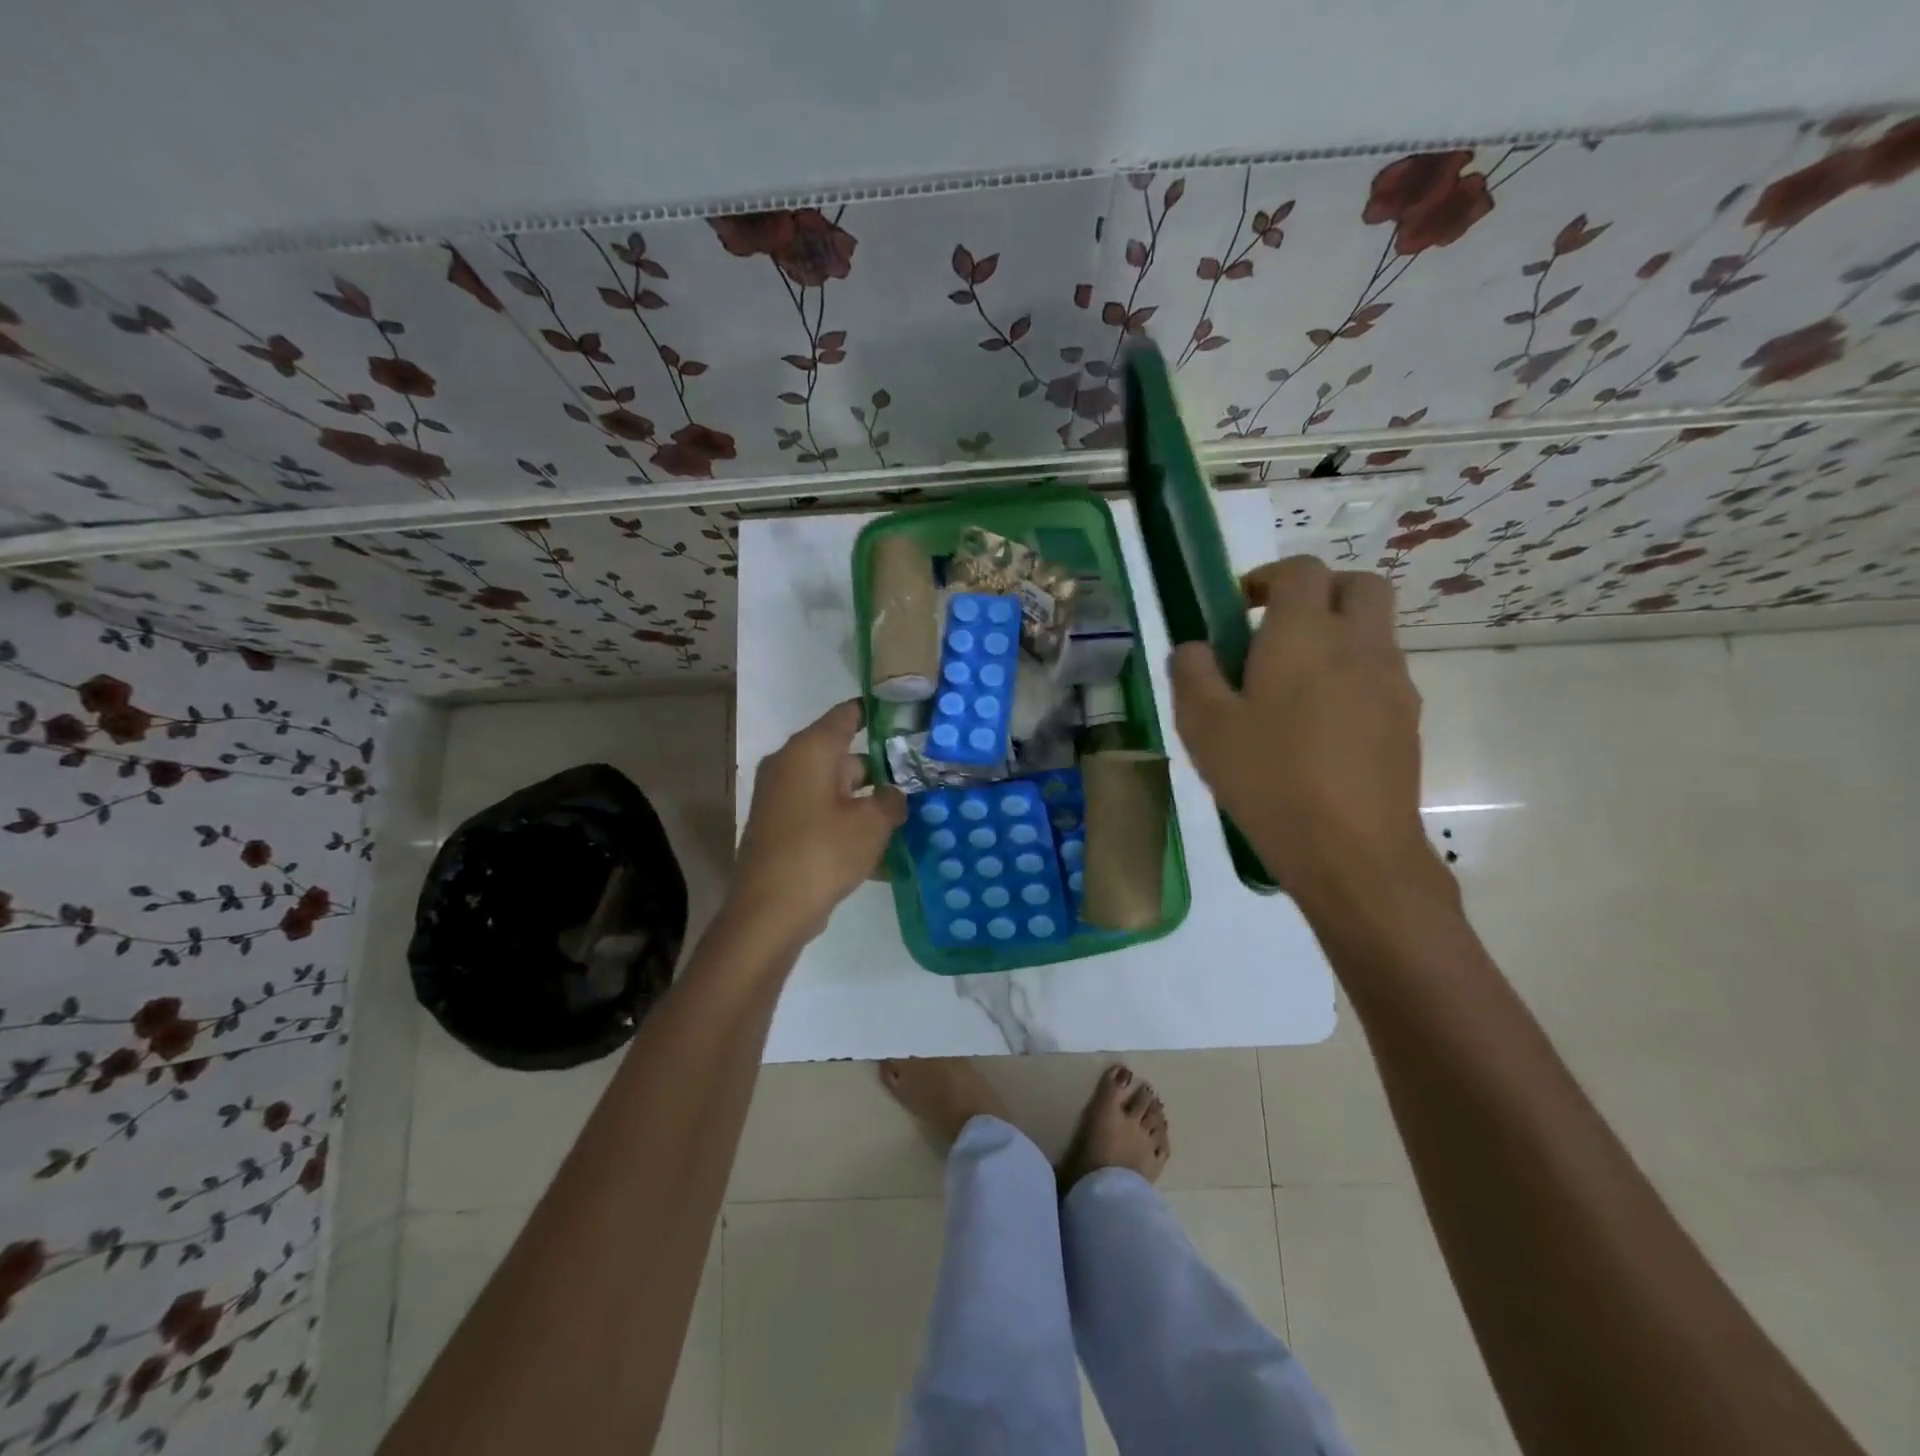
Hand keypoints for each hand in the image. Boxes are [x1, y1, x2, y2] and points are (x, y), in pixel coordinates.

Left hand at [730, 700, 906, 943]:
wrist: (769, 911)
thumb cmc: (823, 853)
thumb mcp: (871, 824)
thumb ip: (890, 800)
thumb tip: (892, 794)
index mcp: (810, 750)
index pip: (848, 714)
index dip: (878, 713)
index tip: (908, 719)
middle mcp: (789, 764)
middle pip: (842, 752)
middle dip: (879, 766)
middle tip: (917, 776)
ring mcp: (780, 796)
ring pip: (832, 786)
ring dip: (863, 797)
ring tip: (903, 812)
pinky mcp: (778, 825)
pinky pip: (819, 811)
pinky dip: (844, 819)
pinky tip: (874, 842)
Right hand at [1170, 557, 1441, 905]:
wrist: (1352, 850)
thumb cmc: (1269, 778)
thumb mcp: (1204, 727)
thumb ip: (1192, 674)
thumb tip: (1194, 648)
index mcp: (1305, 634)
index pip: (1300, 571)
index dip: (1268, 577)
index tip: (1240, 607)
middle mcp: (1358, 643)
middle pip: (1358, 585)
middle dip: (1320, 592)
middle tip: (1278, 630)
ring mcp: (1392, 680)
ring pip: (1373, 629)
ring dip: (1337, 635)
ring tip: (1292, 688)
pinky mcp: (1408, 718)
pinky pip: (1381, 673)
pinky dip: (1352, 675)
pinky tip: (1320, 727)